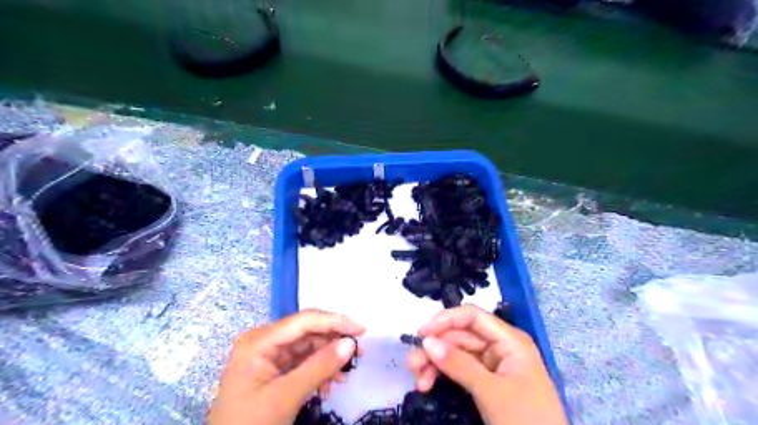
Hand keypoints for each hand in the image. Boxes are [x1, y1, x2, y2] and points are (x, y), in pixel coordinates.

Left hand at [204, 308, 364, 424]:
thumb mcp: (286, 396)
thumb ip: (319, 367)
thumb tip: (350, 343)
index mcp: (259, 341)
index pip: (304, 321)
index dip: (335, 321)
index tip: (361, 330)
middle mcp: (264, 341)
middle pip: (308, 331)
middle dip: (333, 342)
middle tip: (358, 353)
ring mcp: (268, 355)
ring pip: (308, 346)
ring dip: (328, 358)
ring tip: (344, 375)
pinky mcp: (274, 369)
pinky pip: (303, 361)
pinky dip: (318, 370)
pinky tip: (328, 384)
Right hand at [408, 305, 560, 424]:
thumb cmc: (526, 420)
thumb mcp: (491, 392)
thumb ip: (459, 365)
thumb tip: (427, 341)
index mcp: (509, 339)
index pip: (472, 316)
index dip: (445, 320)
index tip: (421, 334)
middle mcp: (500, 346)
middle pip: (460, 335)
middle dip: (436, 348)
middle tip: (413, 366)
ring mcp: (493, 364)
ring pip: (457, 353)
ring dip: (435, 363)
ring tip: (417, 380)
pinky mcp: (487, 382)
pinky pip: (460, 370)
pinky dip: (443, 375)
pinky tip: (428, 384)